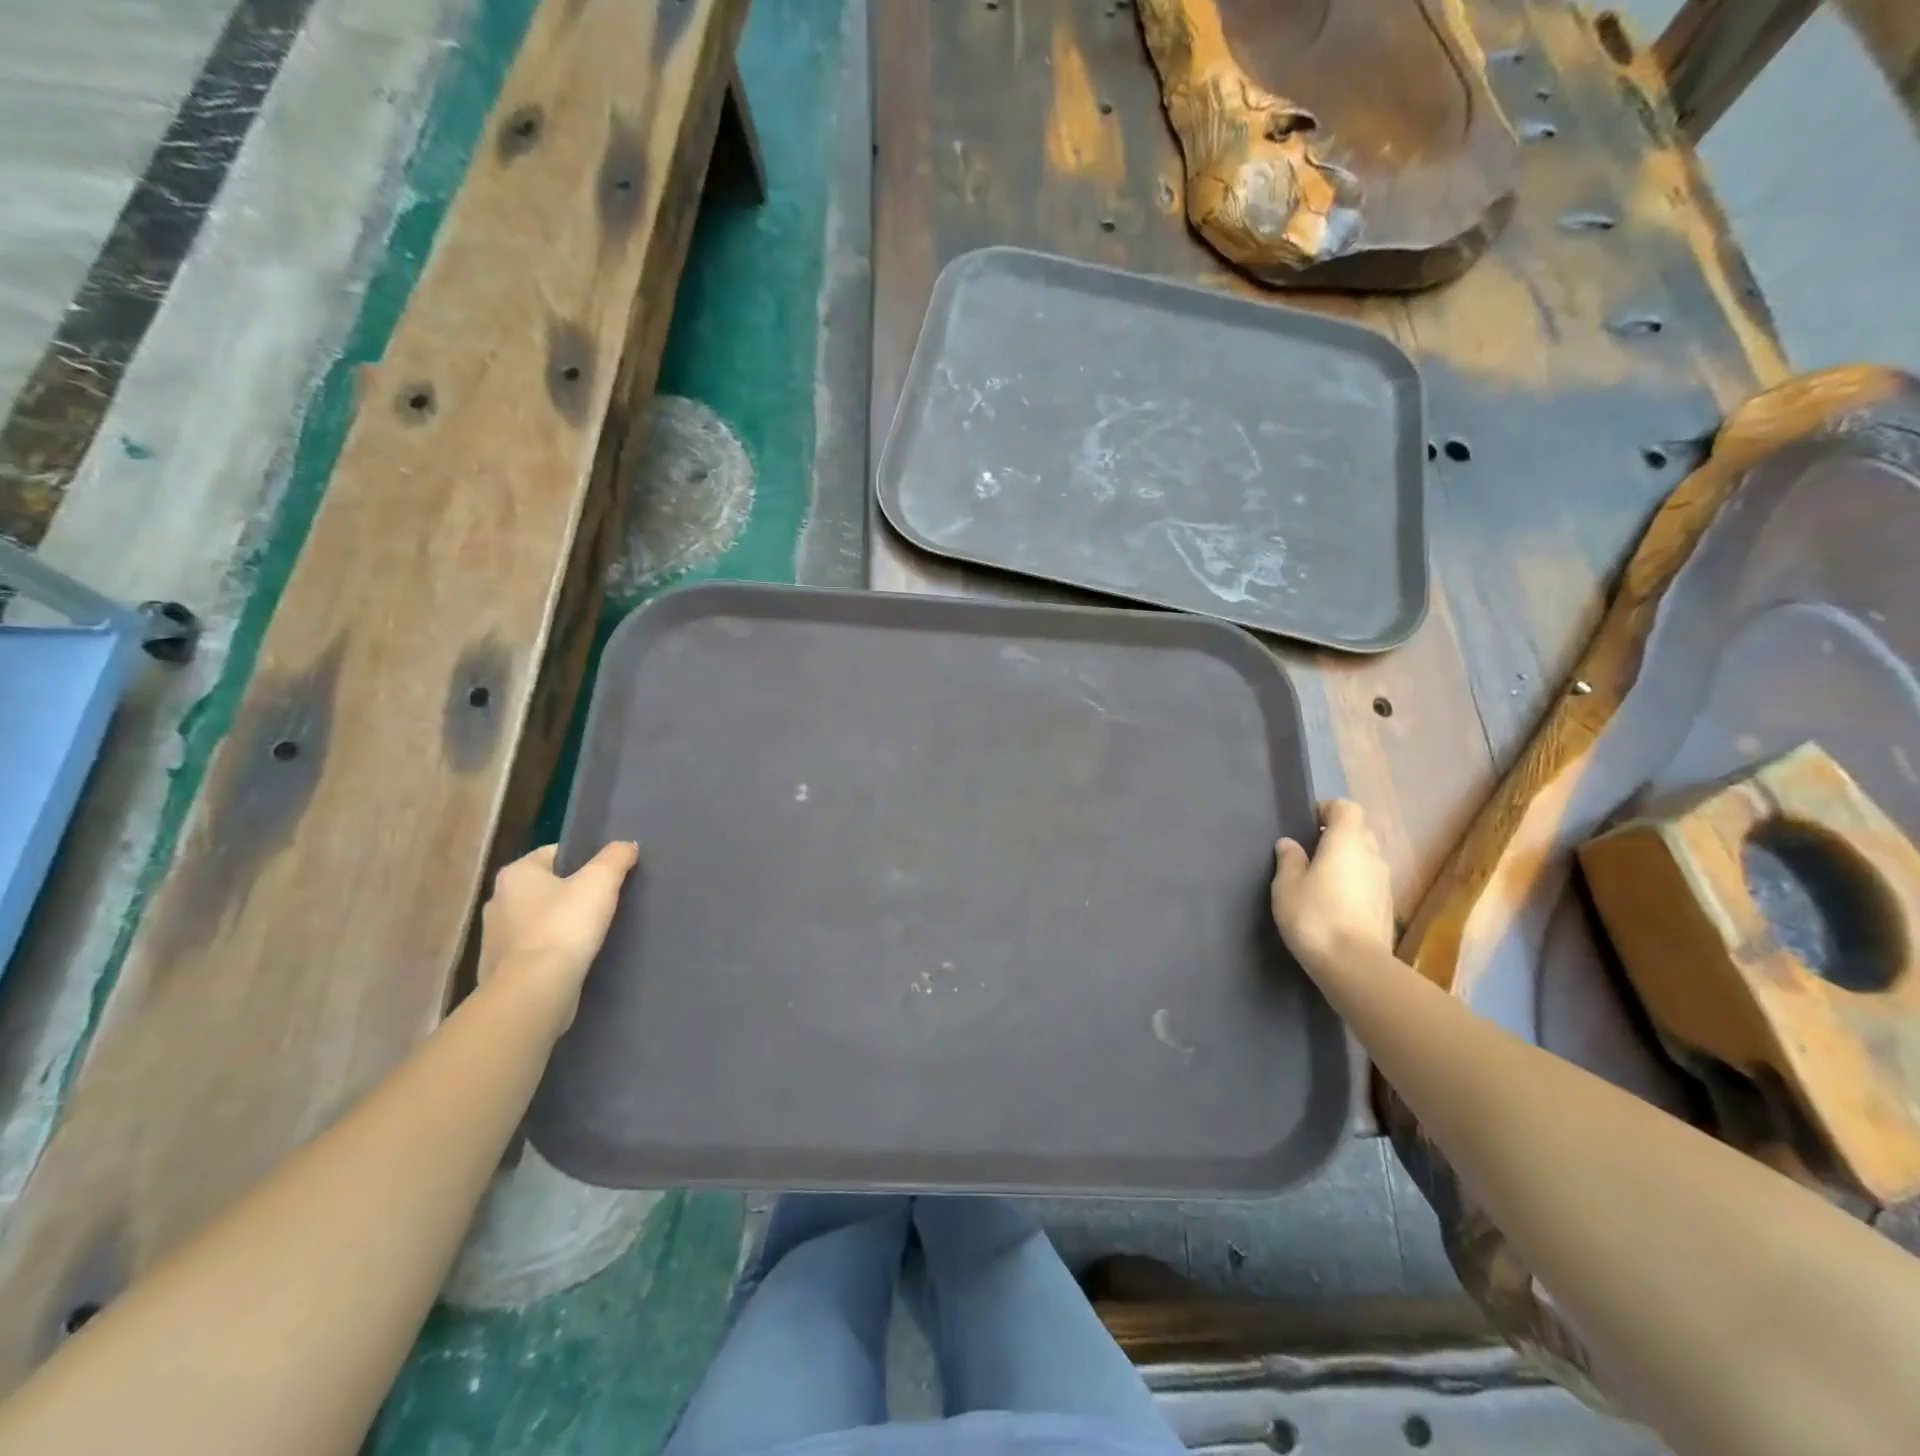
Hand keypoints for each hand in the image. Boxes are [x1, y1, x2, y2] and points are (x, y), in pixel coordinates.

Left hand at [477, 841, 638, 1033]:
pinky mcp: (499, 971)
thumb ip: (615, 857)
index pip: (554, 854)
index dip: (583, 860)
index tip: (606, 875)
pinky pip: (532, 951)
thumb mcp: (600, 882)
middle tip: (604, 903)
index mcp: (515, 874)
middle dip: (571, 893)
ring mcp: (494, 939)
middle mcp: (497, 901)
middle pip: (545, 887)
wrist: (534, 992)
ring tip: (591, 933)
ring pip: (537, 921)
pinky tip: (573, 959)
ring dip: (559, 925)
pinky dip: (551, 952)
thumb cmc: (564, 927)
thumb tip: (626, 846)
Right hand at [1270, 799, 1393, 970]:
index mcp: (1347, 840)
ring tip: (1320, 881)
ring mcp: (1384, 882)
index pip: (1345, 807)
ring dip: (1346, 863)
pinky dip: (1354, 885)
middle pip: (1358, 832)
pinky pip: (1368, 882)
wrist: (1354, 964)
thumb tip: (1290, 844)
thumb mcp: (1287, 885)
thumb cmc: (1315, 914)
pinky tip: (1334, 905)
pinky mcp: (1387, 907)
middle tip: (1309, 854)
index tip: (1307, 826)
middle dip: (1336, 837)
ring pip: (1365, 859)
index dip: (1327, 811)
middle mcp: (1371, 854)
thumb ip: (1289, 859)